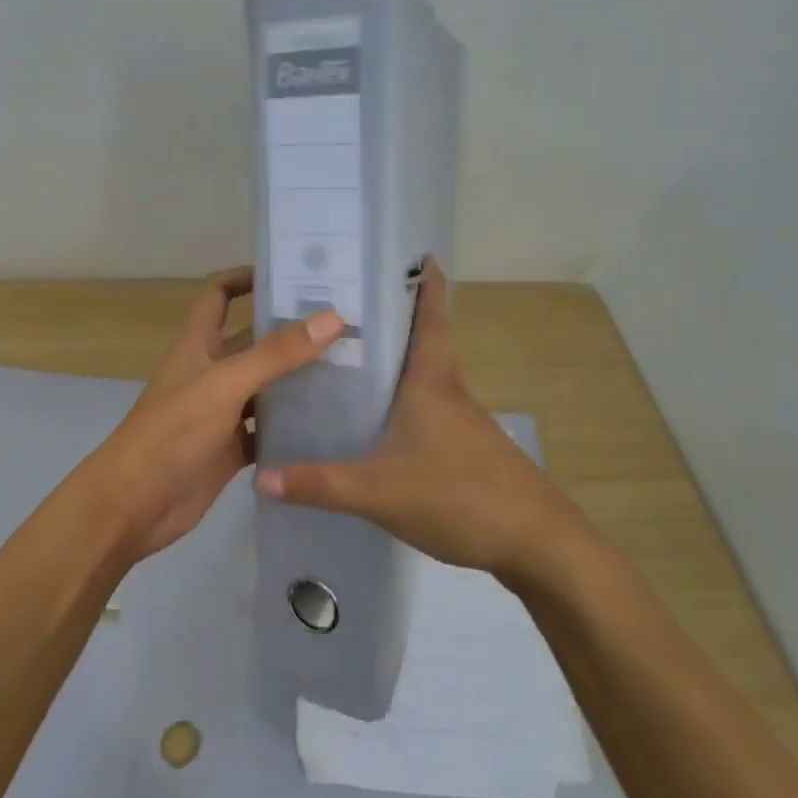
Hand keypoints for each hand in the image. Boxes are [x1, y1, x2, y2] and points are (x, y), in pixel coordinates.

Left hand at [81, 266, 343, 561]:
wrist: (134, 504)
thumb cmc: (172, 432)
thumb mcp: (225, 384)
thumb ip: (277, 354)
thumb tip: (332, 318)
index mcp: (198, 345)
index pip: (219, 295)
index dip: (246, 279)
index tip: (291, 275)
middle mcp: (210, 372)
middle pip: (253, 342)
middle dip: (290, 332)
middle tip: (345, 326)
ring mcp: (221, 412)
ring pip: (265, 387)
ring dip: (297, 380)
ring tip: (350, 370)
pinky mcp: (231, 448)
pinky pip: (266, 430)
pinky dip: (291, 426)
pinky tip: (328, 423)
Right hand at [254, 259, 580, 576]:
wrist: (537, 543)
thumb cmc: (458, 496)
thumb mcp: (377, 491)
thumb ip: (319, 484)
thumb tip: (260, 476)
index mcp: (432, 382)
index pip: (430, 317)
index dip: (425, 283)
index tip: (416, 253)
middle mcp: (451, 392)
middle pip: (425, 342)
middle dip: (396, 320)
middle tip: (351, 308)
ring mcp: (466, 422)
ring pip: (427, 379)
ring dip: (400, 363)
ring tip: (353, 360)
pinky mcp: (471, 451)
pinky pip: (431, 411)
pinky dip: (407, 402)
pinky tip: (381, 424)